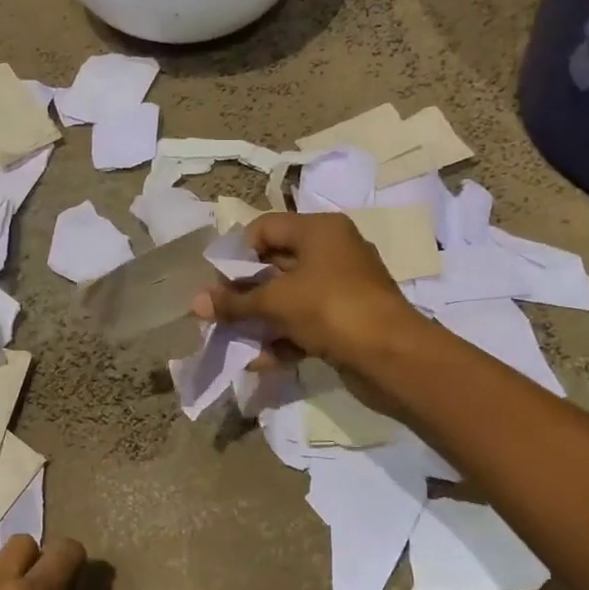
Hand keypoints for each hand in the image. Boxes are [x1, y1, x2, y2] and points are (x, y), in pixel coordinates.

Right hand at [191, 211, 426, 375]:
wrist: (392, 357)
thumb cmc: (331, 309)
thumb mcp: (277, 302)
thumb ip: (235, 302)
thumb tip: (196, 303)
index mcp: (320, 230)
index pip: (265, 228)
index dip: (237, 253)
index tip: (217, 282)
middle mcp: (332, 252)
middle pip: (275, 264)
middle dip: (245, 292)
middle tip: (218, 314)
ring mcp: (341, 288)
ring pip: (288, 298)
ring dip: (261, 320)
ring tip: (234, 341)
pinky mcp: (345, 321)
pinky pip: (305, 323)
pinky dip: (283, 339)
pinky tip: (261, 362)